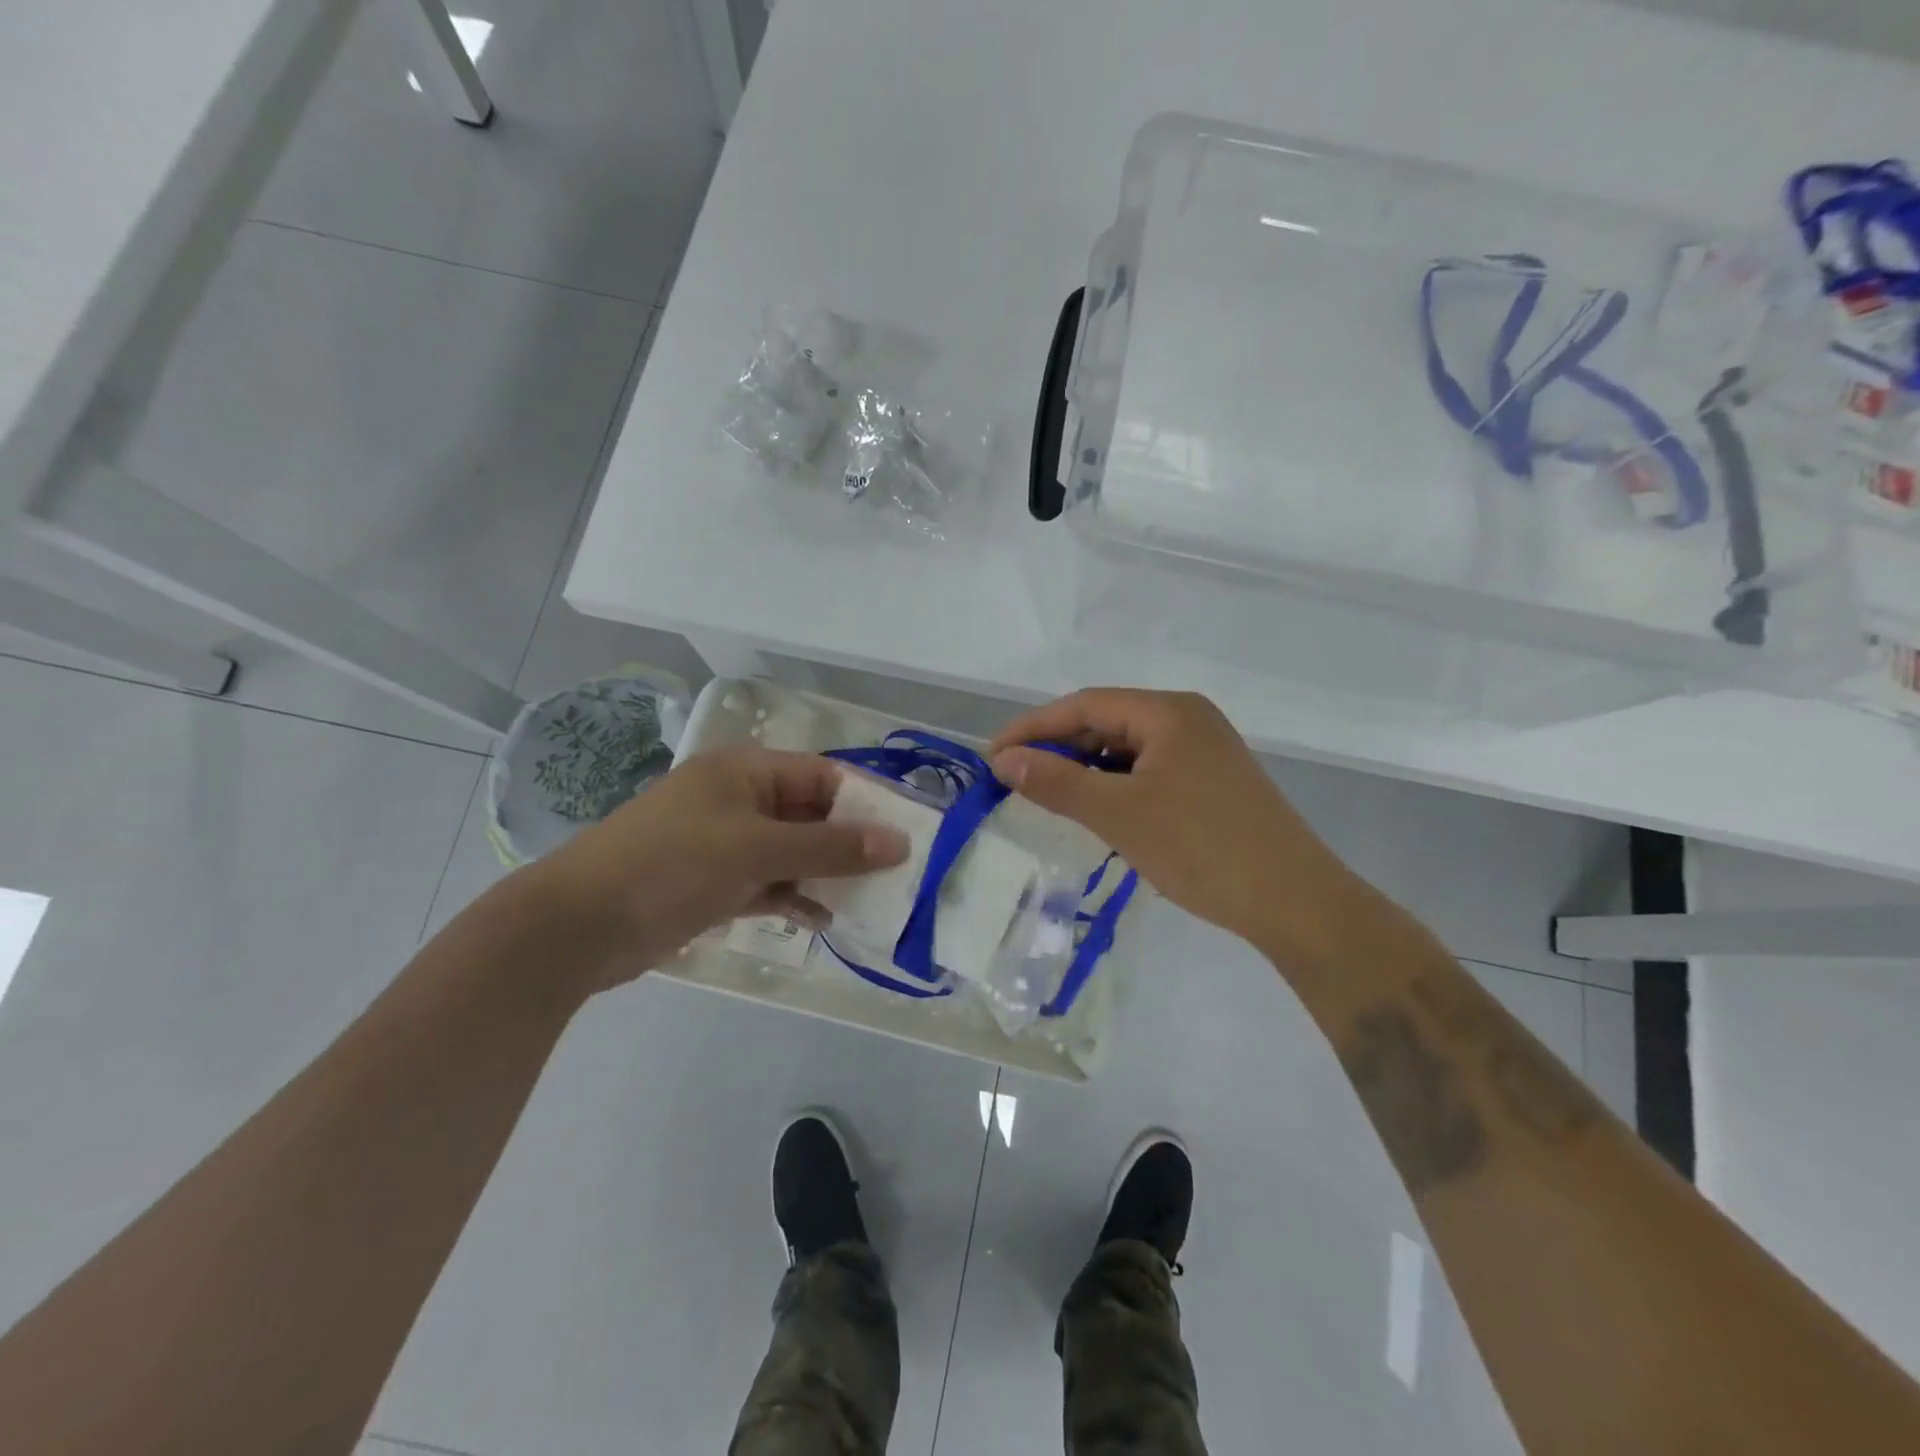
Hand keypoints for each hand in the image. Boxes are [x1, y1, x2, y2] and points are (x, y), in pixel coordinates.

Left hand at [524, 747, 907, 993]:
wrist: (578, 925)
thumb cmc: (673, 865)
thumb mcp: (758, 851)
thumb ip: (831, 848)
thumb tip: (900, 843)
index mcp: (745, 772)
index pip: (821, 775)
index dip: (864, 800)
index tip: (905, 830)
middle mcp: (737, 800)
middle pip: (809, 815)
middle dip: (848, 843)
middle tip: (895, 872)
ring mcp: (723, 844)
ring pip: (791, 853)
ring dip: (824, 874)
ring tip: (869, 901)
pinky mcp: (712, 883)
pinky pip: (767, 883)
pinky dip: (793, 898)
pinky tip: (821, 921)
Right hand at [989, 689, 1366, 957]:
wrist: (1294, 902)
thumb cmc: (1200, 848)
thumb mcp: (1118, 813)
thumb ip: (1057, 781)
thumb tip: (1004, 760)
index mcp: (1168, 711)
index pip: (1084, 705)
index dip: (1033, 728)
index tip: (992, 757)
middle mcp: (1188, 719)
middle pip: (1106, 722)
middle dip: (1059, 749)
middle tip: (1016, 781)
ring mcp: (1205, 751)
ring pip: (1127, 750)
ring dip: (1086, 770)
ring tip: (1052, 799)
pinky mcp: (1213, 783)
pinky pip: (1149, 772)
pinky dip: (1116, 787)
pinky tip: (1100, 813)